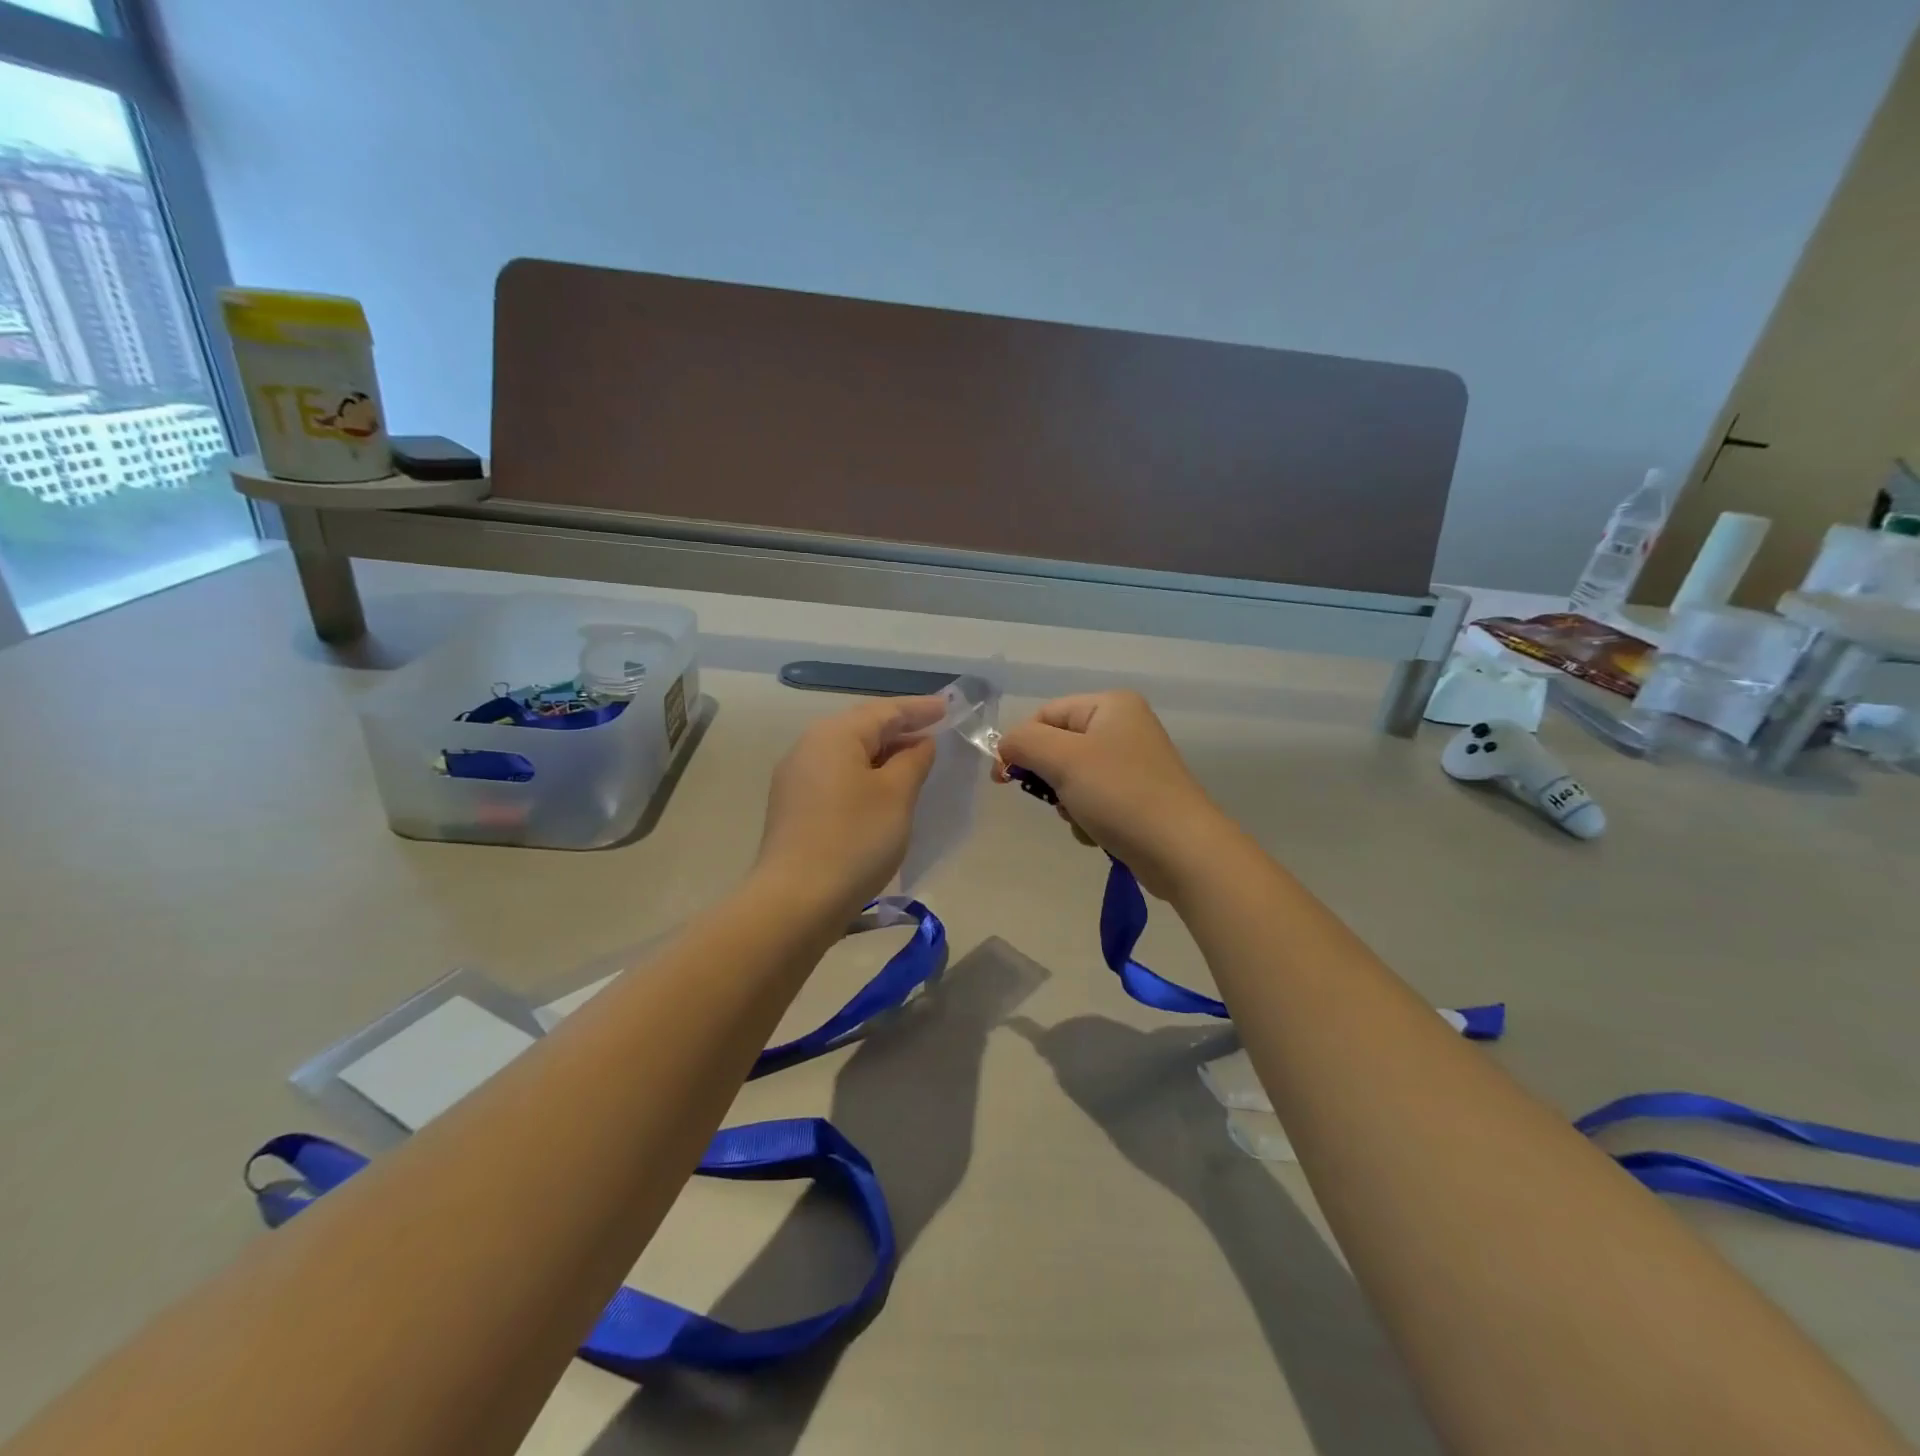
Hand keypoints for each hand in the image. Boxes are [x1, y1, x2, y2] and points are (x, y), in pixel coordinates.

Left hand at [756, 695, 945, 914]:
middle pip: (862, 727)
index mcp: (834, 735)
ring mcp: (797, 778)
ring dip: (883, 753)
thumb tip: (920, 743)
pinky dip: (866, 774)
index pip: (884, 711)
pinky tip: (884, 789)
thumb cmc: (854, 840)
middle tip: (936, 730)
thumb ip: (913, 761)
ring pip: (849, 753)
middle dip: (900, 728)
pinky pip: (838, 776)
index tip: (949, 708)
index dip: (920, 709)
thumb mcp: (896, 796)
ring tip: (916, 759)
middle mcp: (809, 747)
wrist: (796, 900)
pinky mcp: (795, 806)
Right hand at [997, 691, 1232, 898]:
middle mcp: (1124, 727)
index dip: (1021, 744)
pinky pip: (1094, 799)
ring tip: (1083, 818)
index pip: (1045, 714)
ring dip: (1067, 802)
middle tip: (1055, 800)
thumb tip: (1005, 747)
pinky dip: (1087, 816)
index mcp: (1110, 705)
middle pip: (1059, 746)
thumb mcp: (1063, 760)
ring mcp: (1133, 763)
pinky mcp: (1138, 796)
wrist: (1181, 850)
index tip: (1004, 780)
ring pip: (1073, 777)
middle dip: (1050, 778)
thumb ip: (1024, 743)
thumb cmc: (1120, 794)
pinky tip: (1098, 833)